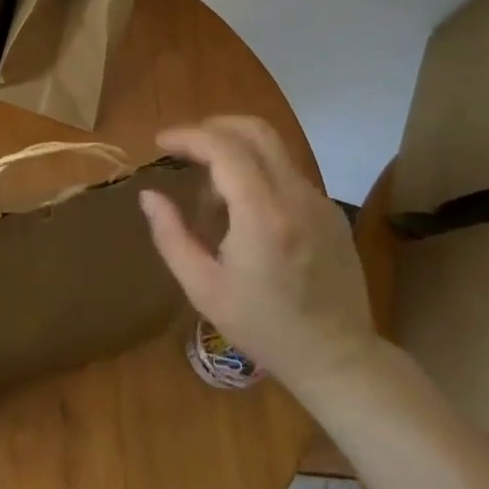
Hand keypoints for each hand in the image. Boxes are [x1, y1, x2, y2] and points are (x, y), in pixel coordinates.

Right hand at [140, 116, 378, 398]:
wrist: (339, 360)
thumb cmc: (265, 329)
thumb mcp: (204, 289)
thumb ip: (171, 236)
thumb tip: (149, 195)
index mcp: (262, 215)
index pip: (223, 147)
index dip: (188, 136)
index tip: (161, 144)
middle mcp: (295, 196)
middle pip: (254, 130)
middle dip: (213, 127)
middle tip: (185, 148)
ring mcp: (319, 201)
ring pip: (272, 148)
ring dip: (235, 150)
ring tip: (212, 188)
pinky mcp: (331, 212)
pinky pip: (287, 172)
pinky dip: (257, 171)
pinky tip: (244, 209)